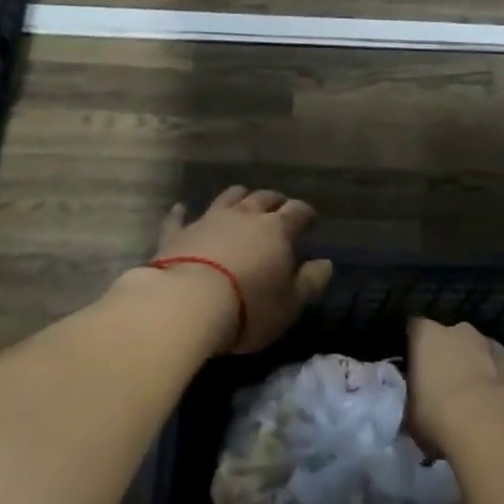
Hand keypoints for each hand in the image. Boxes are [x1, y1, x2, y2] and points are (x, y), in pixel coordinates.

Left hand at [155, 186, 330, 354]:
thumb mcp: (289, 303)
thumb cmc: (248, 306)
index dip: (306, 213)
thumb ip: (310, 281)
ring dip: (238, 197)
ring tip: (242, 200)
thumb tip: (326, 263)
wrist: (187, 303)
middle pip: (263, 198)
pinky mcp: (178, 233)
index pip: (297, 211)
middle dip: (274, 201)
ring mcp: (209, 220)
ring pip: (227, 198)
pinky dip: (182, 212)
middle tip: (279, 207)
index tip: (311, 219)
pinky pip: (179, 217)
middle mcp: (244, 216)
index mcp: (276, 229)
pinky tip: (181, 208)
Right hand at [405, 318, 503, 456]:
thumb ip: (411, 399)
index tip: (415, 368)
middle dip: (449, 357)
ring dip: (476, 368)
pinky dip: (501, 382)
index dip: (415, 347)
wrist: (492, 428)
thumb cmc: (439, 417)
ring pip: (480, 352)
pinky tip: (500, 408)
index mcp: (427, 335)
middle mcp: (459, 330)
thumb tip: (416, 402)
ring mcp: (491, 343)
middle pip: (450, 338)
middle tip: (446, 389)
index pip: (415, 329)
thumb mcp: (410, 415)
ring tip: (476, 402)